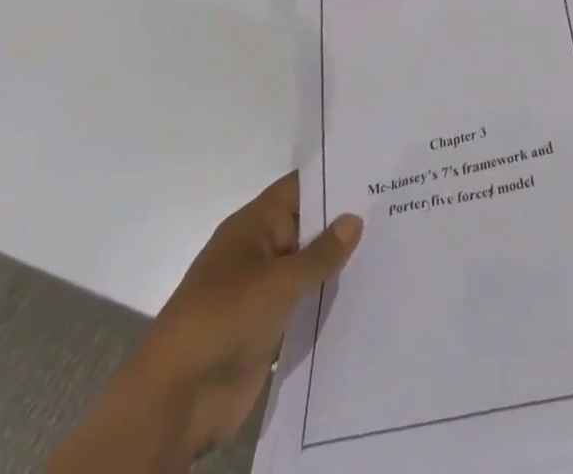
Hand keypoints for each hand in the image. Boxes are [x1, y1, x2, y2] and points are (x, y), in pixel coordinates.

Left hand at [51, 173, 361, 473]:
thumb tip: (355, 218)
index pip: (299, 189)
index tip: (376, 172)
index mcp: (253, 227)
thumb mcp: (278, 281)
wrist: (176, 401)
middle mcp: (259, 253)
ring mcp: (262, 294)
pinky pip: (304, 310)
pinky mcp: (268, 332)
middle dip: (344, 225)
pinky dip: (328, 306)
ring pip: (309, 271)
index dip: (334, 179)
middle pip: (308, 229)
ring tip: (392, 252)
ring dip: (339, 269)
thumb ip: (320, 253)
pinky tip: (368, 299)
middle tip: (396, 210)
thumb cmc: (224, 319)